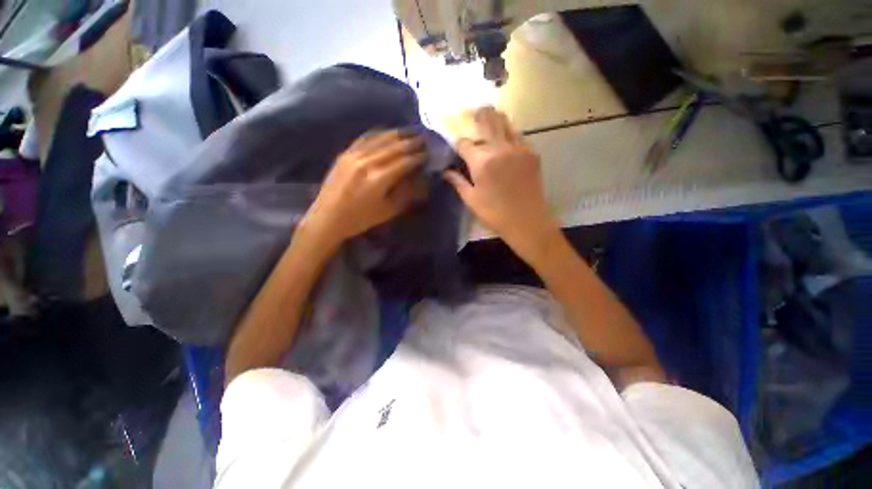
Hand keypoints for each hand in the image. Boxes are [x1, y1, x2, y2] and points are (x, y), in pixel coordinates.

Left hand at [303, 130, 426, 248]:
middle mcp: (367, 162)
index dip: (418, 156)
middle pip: (394, 147)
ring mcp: (354, 155)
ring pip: (380, 138)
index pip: (405, 162)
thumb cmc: (360, 219)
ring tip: (410, 132)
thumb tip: (419, 179)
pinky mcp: (345, 153)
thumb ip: (405, 193)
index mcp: (379, 179)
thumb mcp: (388, 211)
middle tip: (424, 138)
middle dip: (411, 142)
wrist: (328, 218)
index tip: (429, 153)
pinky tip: (387, 132)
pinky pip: (365, 138)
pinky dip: (379, 133)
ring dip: (397, 134)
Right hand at [444, 107, 560, 263]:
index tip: (457, 145)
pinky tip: (505, 138)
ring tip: (490, 116)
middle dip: (478, 114)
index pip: (464, 143)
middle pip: (487, 121)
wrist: (527, 221)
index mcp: (481, 162)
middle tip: (474, 109)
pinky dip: (509, 132)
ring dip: (495, 118)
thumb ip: (457, 181)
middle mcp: (500, 149)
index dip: (458, 143)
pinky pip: (518, 135)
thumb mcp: (471, 200)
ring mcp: (518, 149)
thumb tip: (445, 171)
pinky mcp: (532, 153)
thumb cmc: (495, 213)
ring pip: (505, 123)